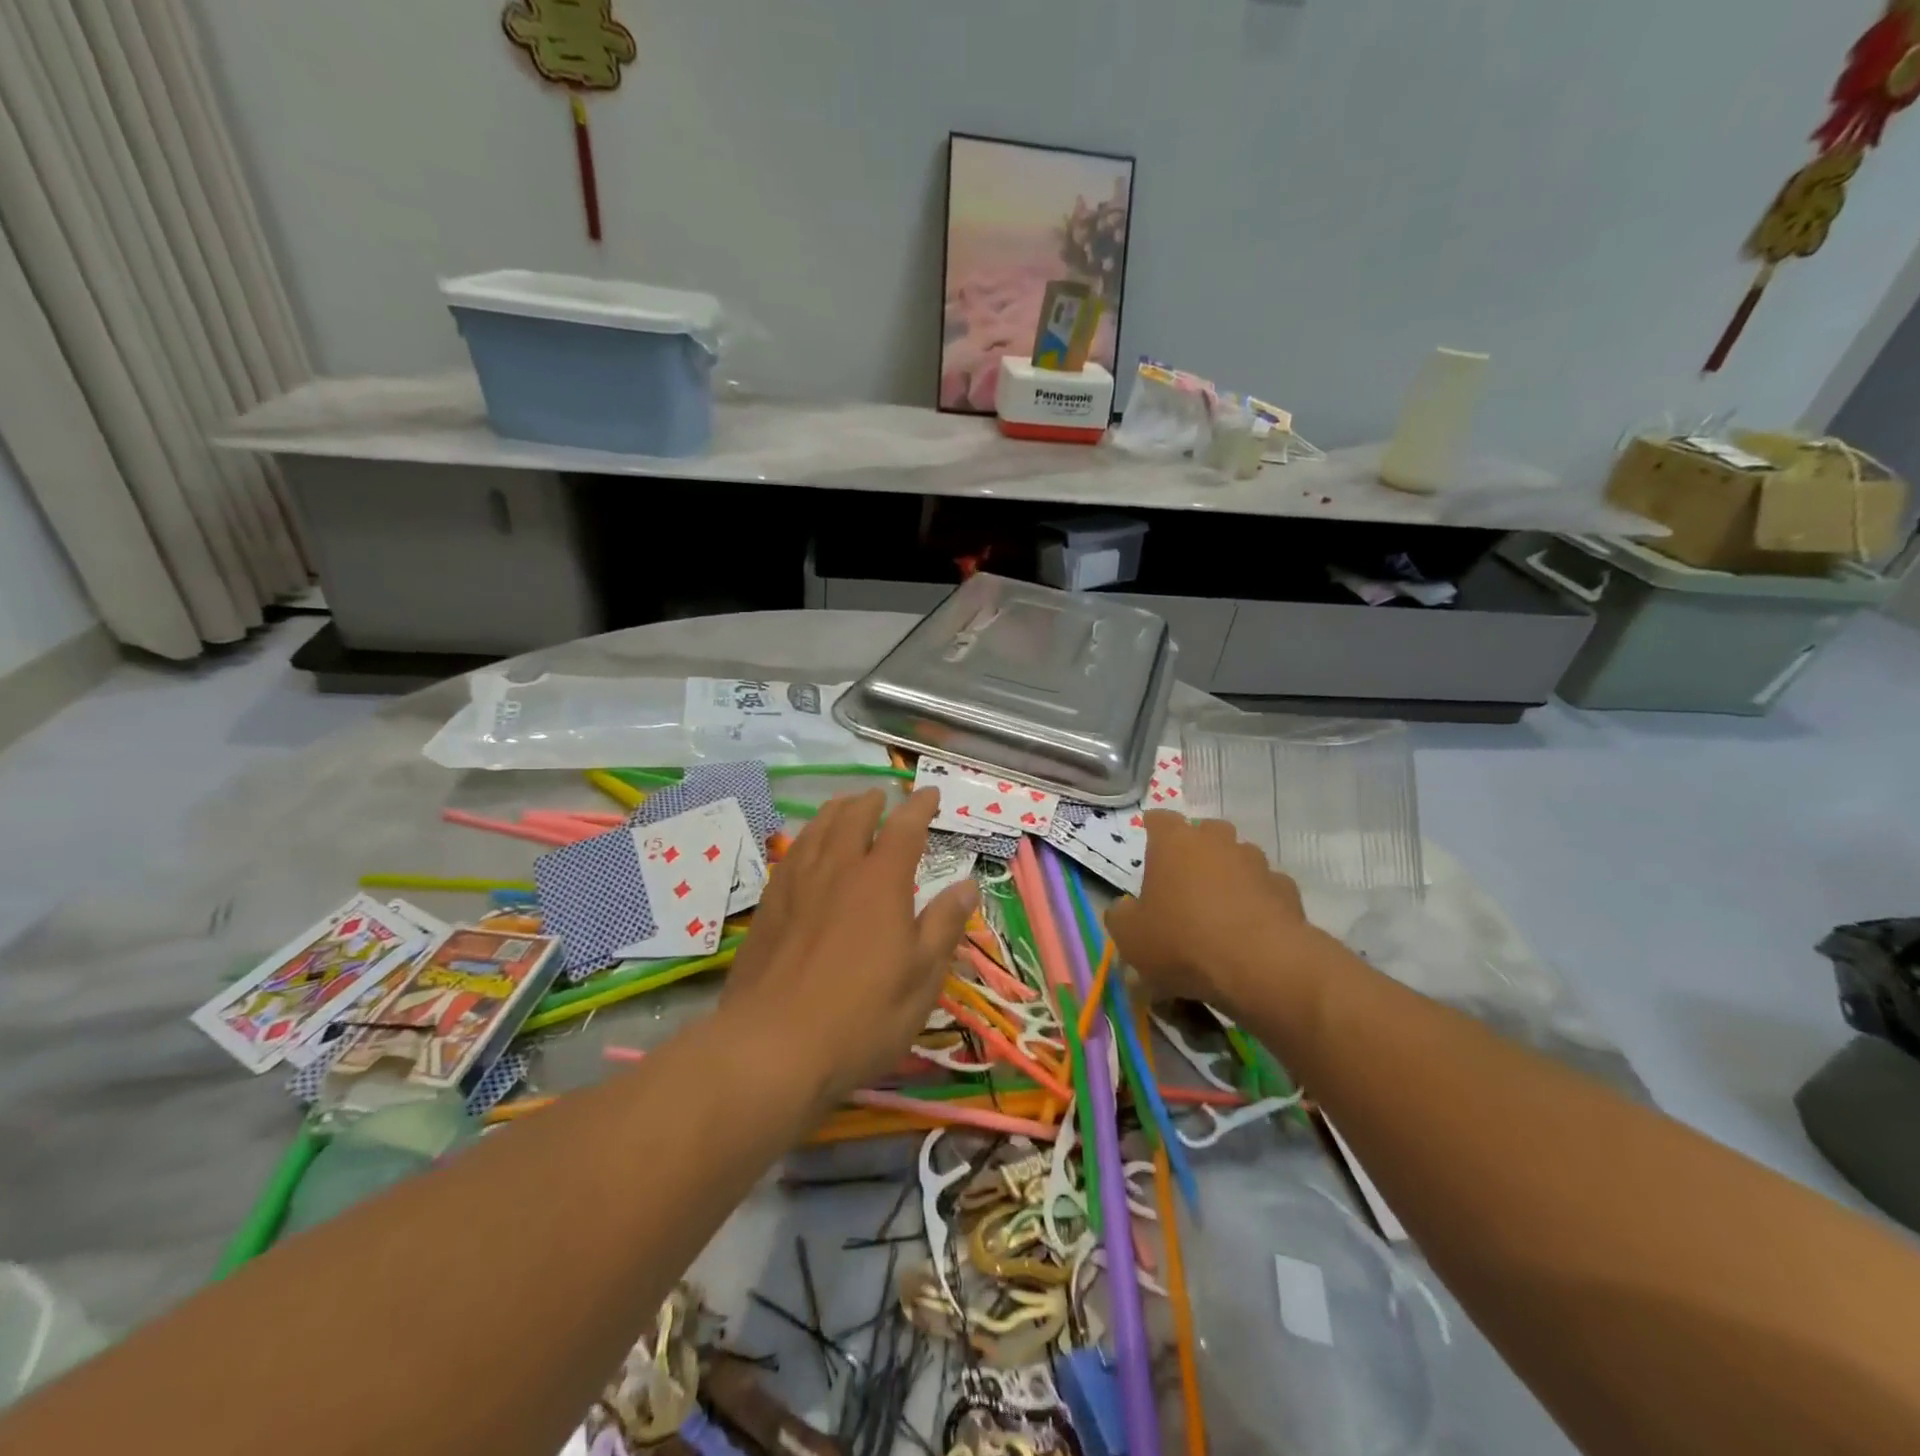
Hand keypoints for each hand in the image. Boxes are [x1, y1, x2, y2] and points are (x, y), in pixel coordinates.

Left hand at [721, 788, 975, 1106]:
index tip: (931, 794)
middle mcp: (837, 869)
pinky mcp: (768, 905)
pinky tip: (807, 849)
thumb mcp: (922, 977)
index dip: (920, 806)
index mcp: (880, 880)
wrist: (772, 1046)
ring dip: (836, 811)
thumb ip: (944, 925)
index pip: (904, 827)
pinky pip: (791, 853)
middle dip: (872, 801)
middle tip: (883, 797)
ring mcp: (796, 884)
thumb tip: (967, 884)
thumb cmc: (862, 1015)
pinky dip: (807, 837)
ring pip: (817, 829)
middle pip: (853, 817)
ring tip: (846, 806)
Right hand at [1106, 811, 1329, 1018]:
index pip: (1160, 819)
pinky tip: (1250, 927)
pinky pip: (1266, 888)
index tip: (1150, 839)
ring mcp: (1256, 863)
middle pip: (1205, 831)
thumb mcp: (1130, 937)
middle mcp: (1217, 841)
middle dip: (1196, 848)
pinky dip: (1258, 900)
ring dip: (1229, 873)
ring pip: (1239, 857)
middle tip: (1185, 877)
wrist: (1261, 965)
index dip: (1153, 827)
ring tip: (1220, 906)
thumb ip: (1121, 915)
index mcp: (1174, 843)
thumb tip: (1125, 908)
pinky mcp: (1287, 890)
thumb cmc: (1183, 941)